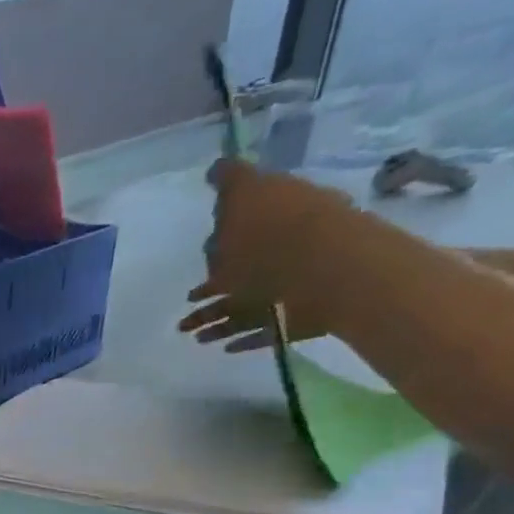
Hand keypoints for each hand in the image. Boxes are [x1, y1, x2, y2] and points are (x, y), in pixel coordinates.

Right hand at [180, 160, 348, 351]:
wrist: (324, 274)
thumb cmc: (275, 234)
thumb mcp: (246, 194)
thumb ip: (231, 181)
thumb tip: (218, 168)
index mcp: (276, 217)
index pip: (246, 222)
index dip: (222, 234)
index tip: (204, 248)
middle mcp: (285, 250)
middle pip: (243, 267)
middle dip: (214, 282)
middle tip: (189, 299)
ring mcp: (290, 286)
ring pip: (244, 302)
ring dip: (214, 316)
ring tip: (189, 333)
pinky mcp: (293, 319)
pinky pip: (261, 328)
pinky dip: (240, 335)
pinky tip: (222, 345)